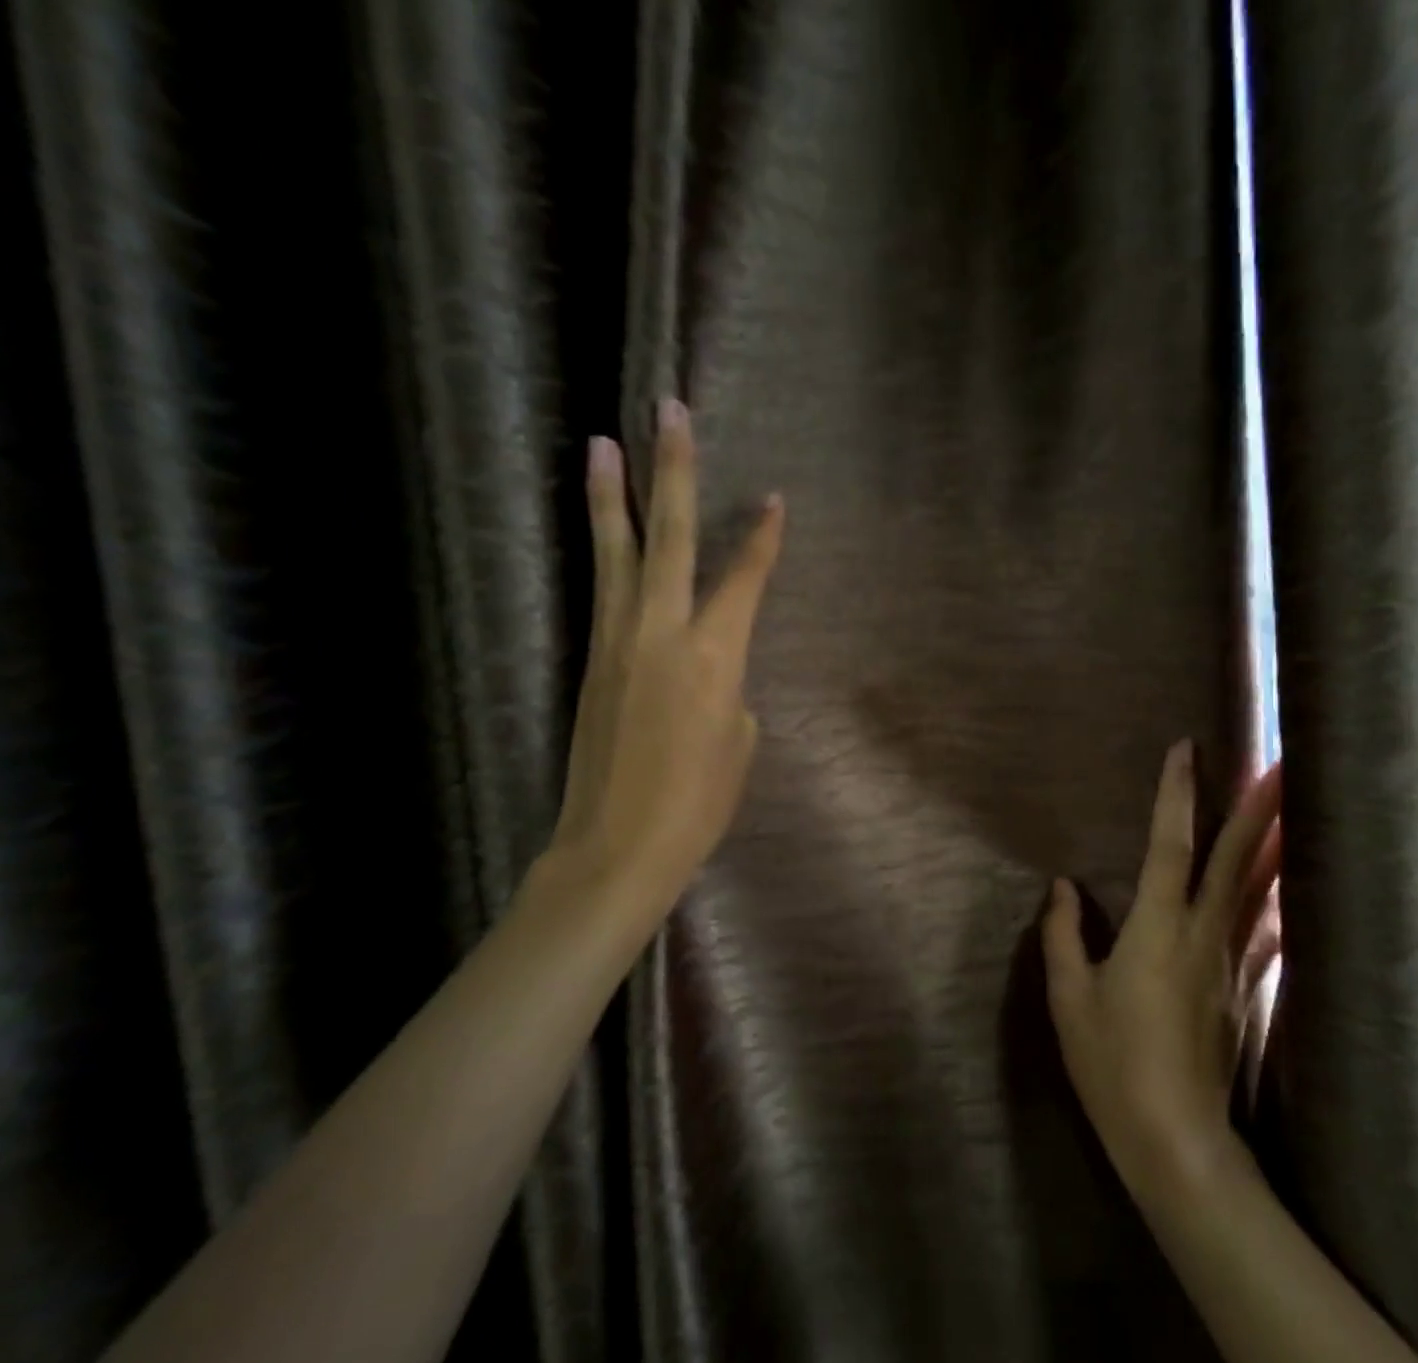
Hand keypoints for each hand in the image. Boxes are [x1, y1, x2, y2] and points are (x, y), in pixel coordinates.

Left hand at [538, 399, 784, 946]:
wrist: (617, 845)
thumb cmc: (698, 804)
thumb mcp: (739, 744)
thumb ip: (730, 691)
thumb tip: (713, 673)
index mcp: (714, 655)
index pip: (743, 578)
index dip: (761, 537)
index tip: (774, 498)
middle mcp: (662, 632)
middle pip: (667, 536)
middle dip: (674, 469)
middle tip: (669, 408)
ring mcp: (617, 642)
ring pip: (617, 553)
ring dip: (613, 495)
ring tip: (604, 442)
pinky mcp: (590, 660)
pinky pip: (603, 592)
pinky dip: (606, 552)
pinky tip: (606, 534)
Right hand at [1042, 742, 1282, 1201]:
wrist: (1175, 1138)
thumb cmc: (1111, 1063)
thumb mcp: (1069, 998)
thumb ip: (1062, 935)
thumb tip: (1062, 887)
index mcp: (1156, 927)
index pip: (1169, 845)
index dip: (1177, 795)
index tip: (1187, 749)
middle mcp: (1202, 932)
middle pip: (1236, 858)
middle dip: (1258, 806)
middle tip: (1283, 760)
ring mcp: (1232, 962)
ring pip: (1259, 891)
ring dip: (1277, 844)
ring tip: (1298, 807)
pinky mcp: (1245, 991)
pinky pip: (1265, 934)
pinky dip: (1277, 902)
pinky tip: (1288, 892)